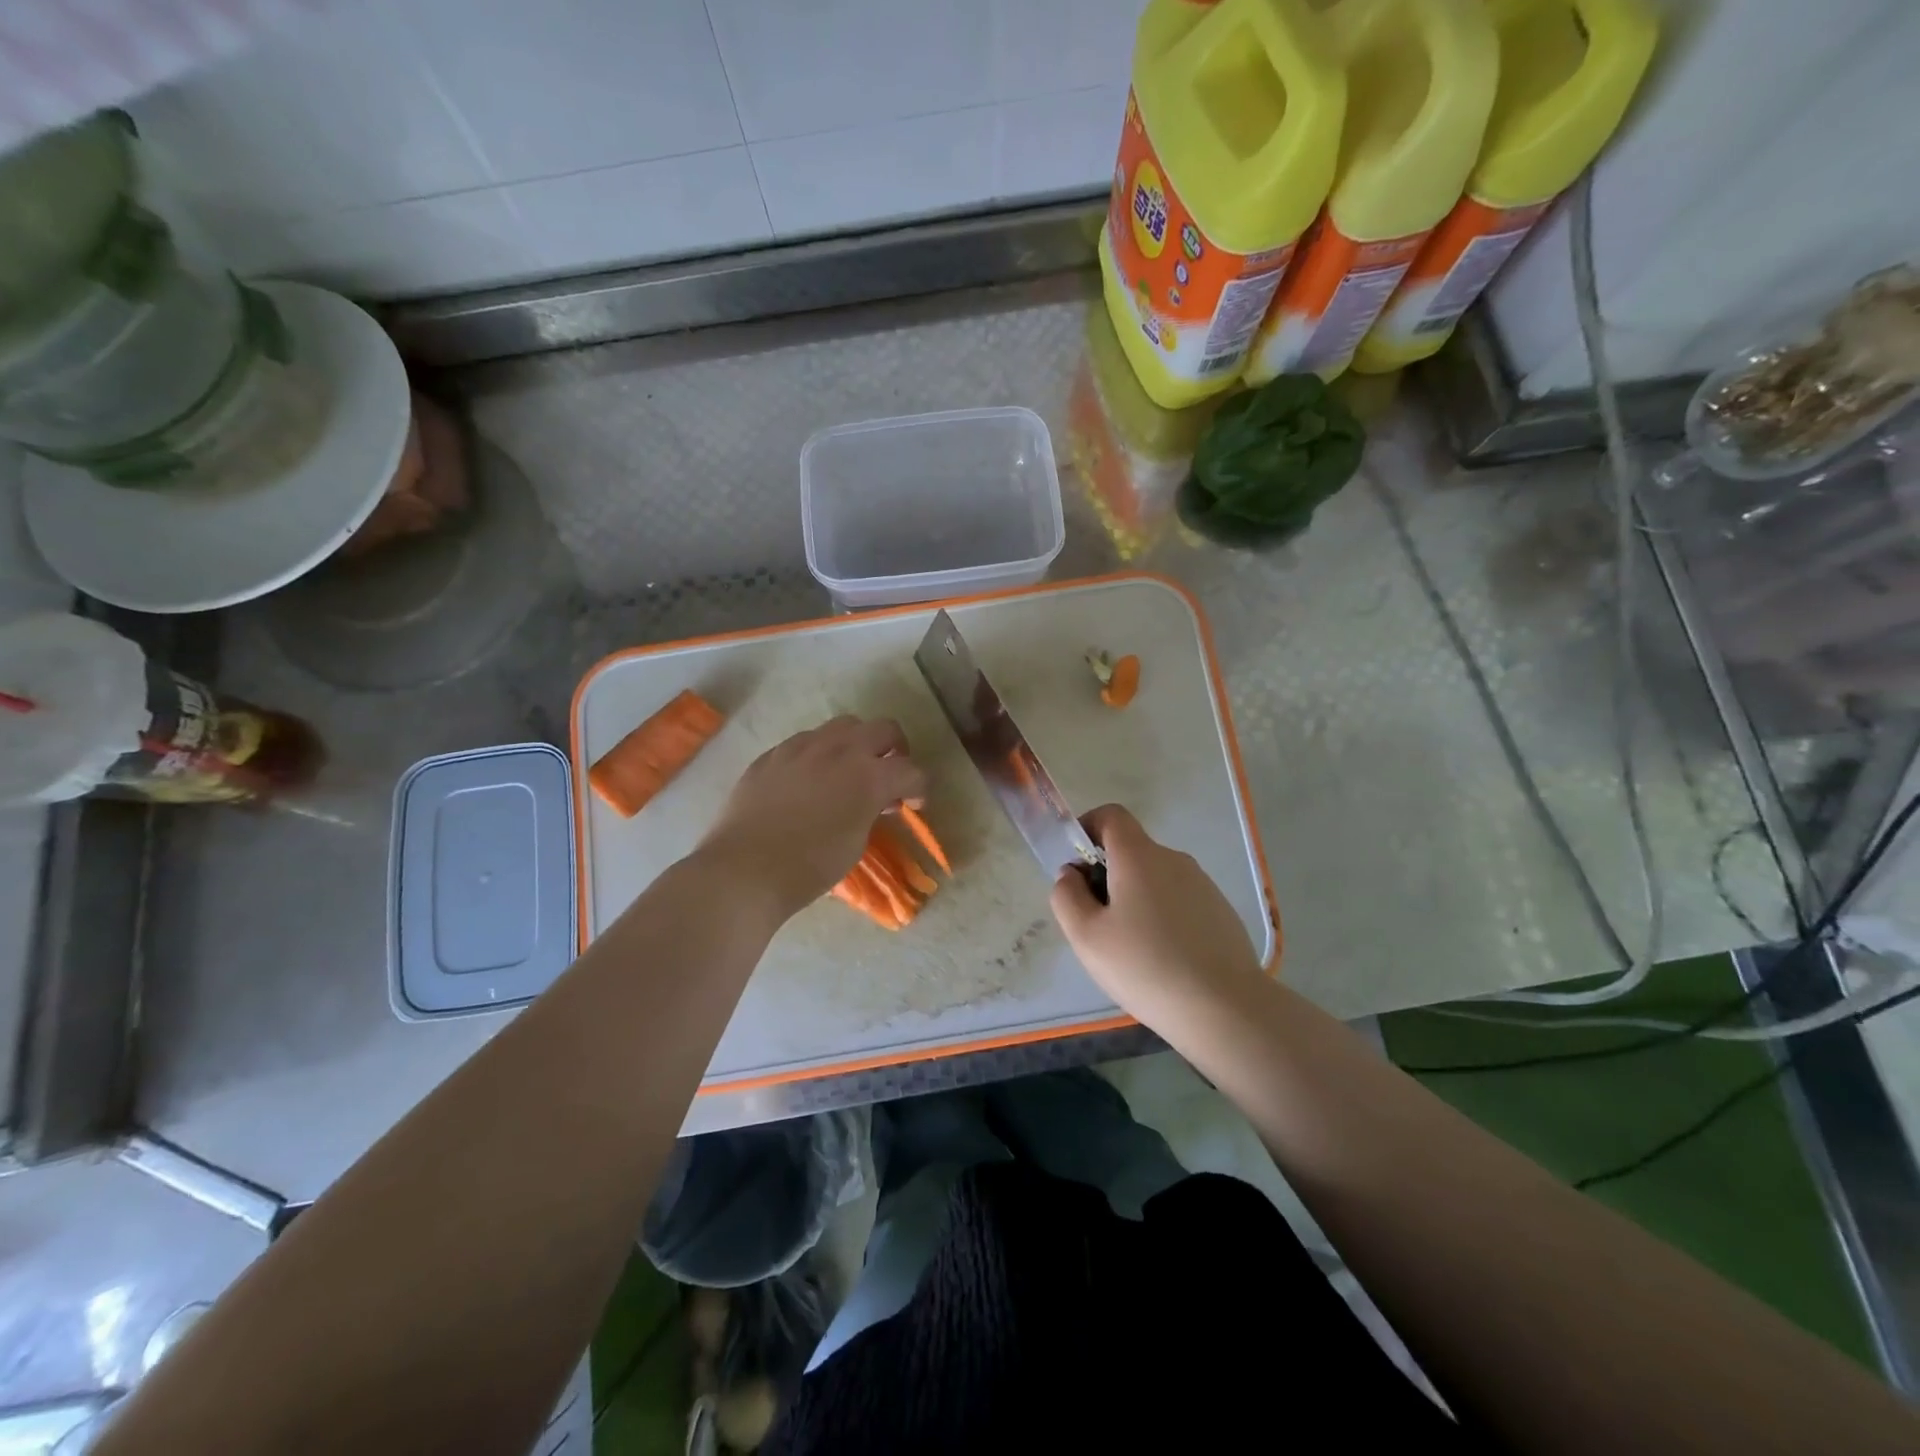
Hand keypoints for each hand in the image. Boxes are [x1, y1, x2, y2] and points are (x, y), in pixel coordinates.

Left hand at [698, 716, 926, 919]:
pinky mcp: (772, 754)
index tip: (914, 804)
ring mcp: (802, 747)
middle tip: (889, 774)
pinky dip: (819, 754)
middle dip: (894, 750)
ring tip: (848, 771)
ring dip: (856, 744)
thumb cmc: (809, 866)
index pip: (911, 770)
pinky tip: (809, 780)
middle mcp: (839, 750)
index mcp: (869, 776)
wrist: (745, 870)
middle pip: (883, 729)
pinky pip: (805, 741)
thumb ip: (872, 812)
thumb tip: (877, 800)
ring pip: (843, 726)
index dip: (919, 788)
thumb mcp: (856, 843)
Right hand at [1051, 804, 1265, 1029]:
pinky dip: (1163, 918)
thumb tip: (1071, 875)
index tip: (1077, 866)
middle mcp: (1173, 859)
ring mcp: (1202, 884)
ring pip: (1155, 879)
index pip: (1111, 815)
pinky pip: (1179, 901)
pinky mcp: (1220, 911)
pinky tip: (1165, 961)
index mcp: (1139, 856)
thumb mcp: (1086, 936)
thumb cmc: (1146, 966)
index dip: (1088, 829)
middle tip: (1098, 924)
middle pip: (1131, 851)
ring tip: (1132, 950)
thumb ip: (1066, 896)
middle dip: (1108, 876)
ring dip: (1136, 900)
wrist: (1226, 1009)